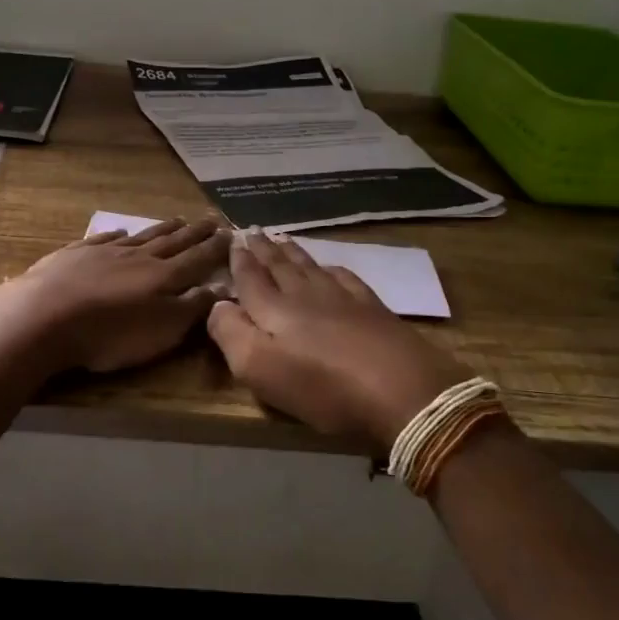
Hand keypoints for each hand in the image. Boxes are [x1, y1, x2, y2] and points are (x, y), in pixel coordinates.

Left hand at [0, 218, 230, 374]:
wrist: (44, 316)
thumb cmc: (109, 332)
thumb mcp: (161, 330)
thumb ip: (192, 308)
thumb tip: (221, 287)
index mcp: (163, 276)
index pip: (197, 258)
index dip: (216, 248)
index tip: (232, 233)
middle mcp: (138, 257)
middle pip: (172, 242)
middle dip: (194, 233)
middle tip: (211, 219)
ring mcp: (104, 252)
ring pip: (141, 237)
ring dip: (162, 229)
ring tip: (178, 220)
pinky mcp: (73, 255)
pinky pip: (102, 240)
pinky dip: (116, 235)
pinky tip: (121, 232)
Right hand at [207, 230, 469, 452]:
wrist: (401, 388)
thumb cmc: (322, 386)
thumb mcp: (259, 368)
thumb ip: (230, 333)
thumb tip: (216, 304)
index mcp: (274, 309)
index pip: (250, 278)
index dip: (239, 260)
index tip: (232, 239)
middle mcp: (305, 294)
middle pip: (280, 266)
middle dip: (263, 249)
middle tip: (252, 230)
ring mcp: (342, 298)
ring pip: (310, 266)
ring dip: (292, 252)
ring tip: (281, 238)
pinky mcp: (372, 308)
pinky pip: (344, 277)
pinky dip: (330, 267)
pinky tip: (330, 267)